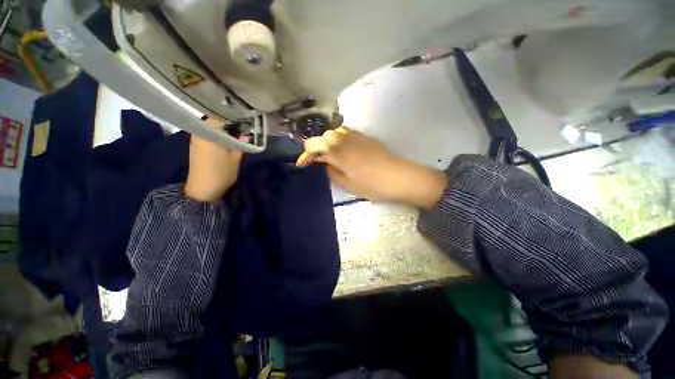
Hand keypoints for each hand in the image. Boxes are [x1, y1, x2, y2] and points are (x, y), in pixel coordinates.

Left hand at [184, 118, 243, 201]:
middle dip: (230, 122)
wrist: (203, 189)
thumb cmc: (221, 172)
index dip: (234, 116)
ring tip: (238, 132)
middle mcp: (200, 132)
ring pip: (212, 128)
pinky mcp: (196, 146)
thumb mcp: (236, 158)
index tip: (246, 118)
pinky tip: (228, 139)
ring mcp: (196, 139)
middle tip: (244, 126)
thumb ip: (241, 144)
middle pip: (215, 120)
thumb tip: (247, 134)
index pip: (221, 115)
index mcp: (209, 132)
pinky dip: (218, 135)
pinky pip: (209, 134)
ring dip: (224, 129)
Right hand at [296, 127, 447, 208]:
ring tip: (329, 154)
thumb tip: (326, 164)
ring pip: (335, 132)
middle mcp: (345, 140)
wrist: (399, 177)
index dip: (305, 156)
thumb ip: (333, 172)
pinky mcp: (366, 137)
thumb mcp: (349, 184)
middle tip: (317, 160)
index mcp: (339, 153)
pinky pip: (346, 132)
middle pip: (323, 137)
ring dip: (327, 141)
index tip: (301, 164)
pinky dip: (339, 138)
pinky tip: (343, 149)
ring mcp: (357, 136)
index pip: (315, 148)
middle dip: (316, 147)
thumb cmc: (373, 185)